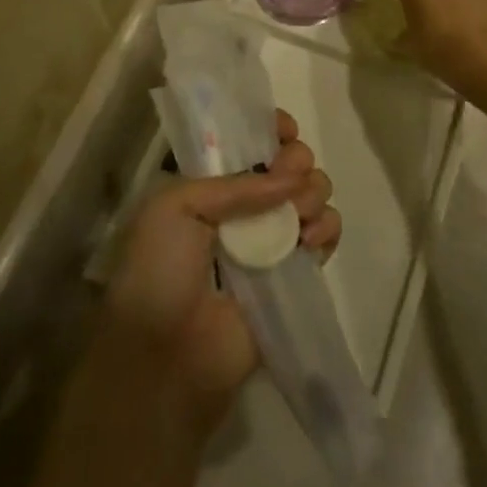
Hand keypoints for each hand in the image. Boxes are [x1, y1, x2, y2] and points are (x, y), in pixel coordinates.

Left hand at [102, 110, 339, 430]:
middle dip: (297, 160)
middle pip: (289, 165)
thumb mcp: (175, 207)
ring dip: (314, 193)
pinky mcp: (294, 274)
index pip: (249, 143)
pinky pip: (325, 237)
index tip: (285, 131)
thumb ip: (235, 185)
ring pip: (312, 195)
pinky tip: (312, 240)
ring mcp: (271, 240)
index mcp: (209, 184)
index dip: (271, 129)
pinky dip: (327, 229)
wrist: (165, 357)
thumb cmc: (159, 271)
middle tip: (291, 174)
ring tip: (300, 215)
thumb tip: (293, 178)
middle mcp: (242, 207)